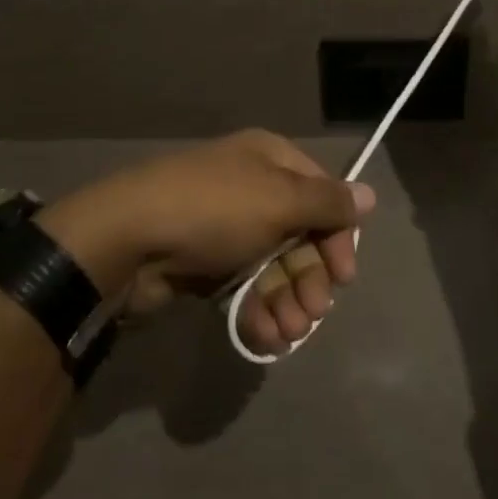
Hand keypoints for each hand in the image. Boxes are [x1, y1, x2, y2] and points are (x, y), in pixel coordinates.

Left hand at [37, 131, 375, 356]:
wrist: (128, 239)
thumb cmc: (215, 209)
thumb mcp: (278, 200)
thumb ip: (327, 202)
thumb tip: (368, 194)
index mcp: (270, 161)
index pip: (321, 195)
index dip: (337, 234)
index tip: (344, 275)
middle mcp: (252, 189)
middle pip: (300, 235)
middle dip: (310, 277)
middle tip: (313, 313)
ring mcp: (227, 228)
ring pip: (273, 267)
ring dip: (288, 302)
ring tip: (288, 333)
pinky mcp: (205, 265)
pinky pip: (245, 287)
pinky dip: (259, 312)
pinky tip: (265, 337)